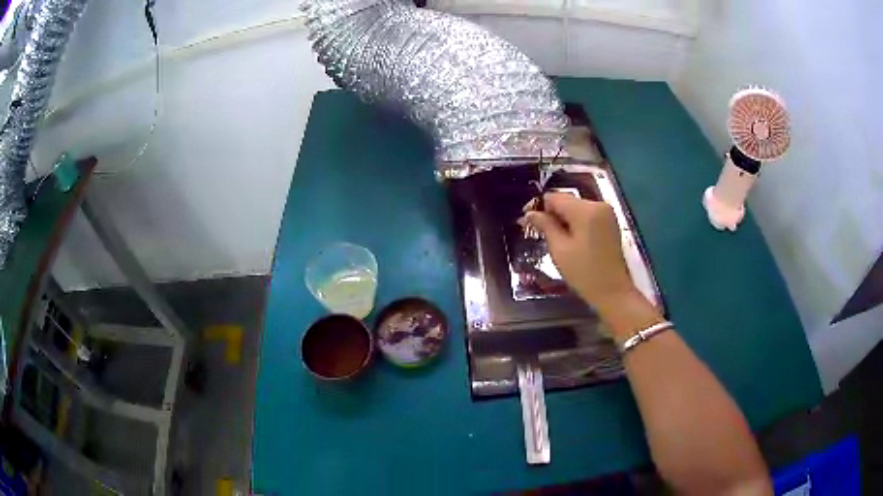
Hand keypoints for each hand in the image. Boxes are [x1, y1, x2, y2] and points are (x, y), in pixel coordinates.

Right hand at [520, 193, 636, 314]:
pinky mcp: (610, 223)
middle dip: (552, 214)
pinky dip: (576, 224)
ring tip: (553, 239)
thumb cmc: (584, 273)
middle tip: (538, 233)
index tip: (527, 222)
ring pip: (576, 208)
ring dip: (563, 220)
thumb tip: (530, 213)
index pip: (555, 197)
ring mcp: (607, 213)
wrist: (613, 292)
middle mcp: (598, 204)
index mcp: (586, 210)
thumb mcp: (559, 250)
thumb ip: (545, 226)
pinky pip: (587, 216)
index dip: (539, 207)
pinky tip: (570, 240)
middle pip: (567, 201)